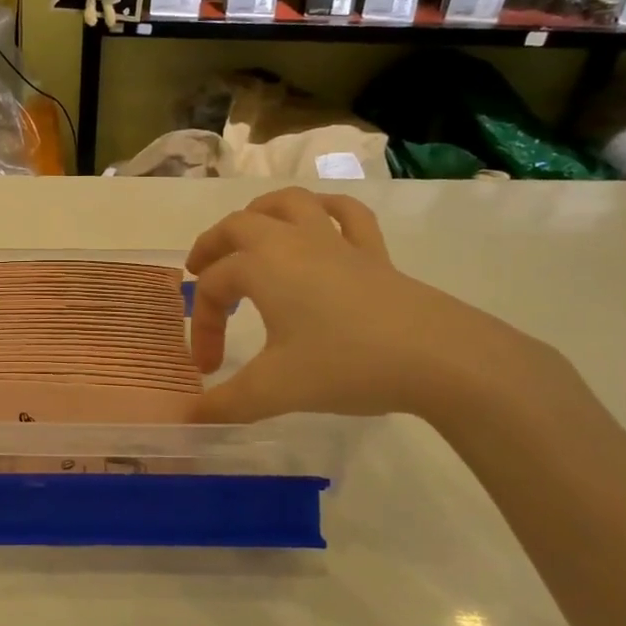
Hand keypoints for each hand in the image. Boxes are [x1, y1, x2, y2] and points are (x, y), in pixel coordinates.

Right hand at [187, 188, 549, 423]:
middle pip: (238, 227)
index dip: (202, 326)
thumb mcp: (274, 390)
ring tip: (248, 234)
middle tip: (199, 271)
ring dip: (260, 213)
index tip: (207, 369)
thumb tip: (188, 420)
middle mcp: (291, 242)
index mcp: (261, 266)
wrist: (437, 357)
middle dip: (212, 247)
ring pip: (289, 204)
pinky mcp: (373, 253)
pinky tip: (320, 223)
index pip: (213, 288)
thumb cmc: (344, 364)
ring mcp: (336, 242)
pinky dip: (326, 211)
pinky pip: (347, 215)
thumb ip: (226, 404)